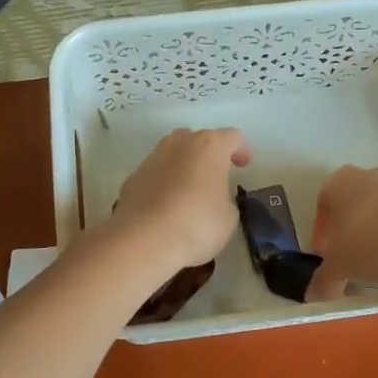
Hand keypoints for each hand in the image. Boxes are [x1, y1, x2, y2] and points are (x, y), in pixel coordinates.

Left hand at [109, 128, 252, 274]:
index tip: (244, 166)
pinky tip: (167, 206)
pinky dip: (164, 183)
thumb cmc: (197, 224)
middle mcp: (179, 143)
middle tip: (216, 176)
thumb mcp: (228, 217)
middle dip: (209, 155)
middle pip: (199, 139)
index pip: (232, 137)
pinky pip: (156, 174)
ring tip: (190, 192)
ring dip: (184, 167)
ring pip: (174, 154)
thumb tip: (214, 200)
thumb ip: (225, 200)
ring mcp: (152, 158)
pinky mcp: (133, 178)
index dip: (241, 150)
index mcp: (209, 146)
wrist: (143, 240)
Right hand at [307, 165, 377, 299]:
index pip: (323, 203)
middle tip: (349, 256)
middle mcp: (368, 175)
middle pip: (351, 203)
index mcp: (340, 182)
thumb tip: (314, 294)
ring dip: (373, 229)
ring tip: (376, 258)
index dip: (322, 230)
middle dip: (348, 228)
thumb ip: (323, 279)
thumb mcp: (340, 267)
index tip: (327, 254)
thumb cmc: (371, 245)